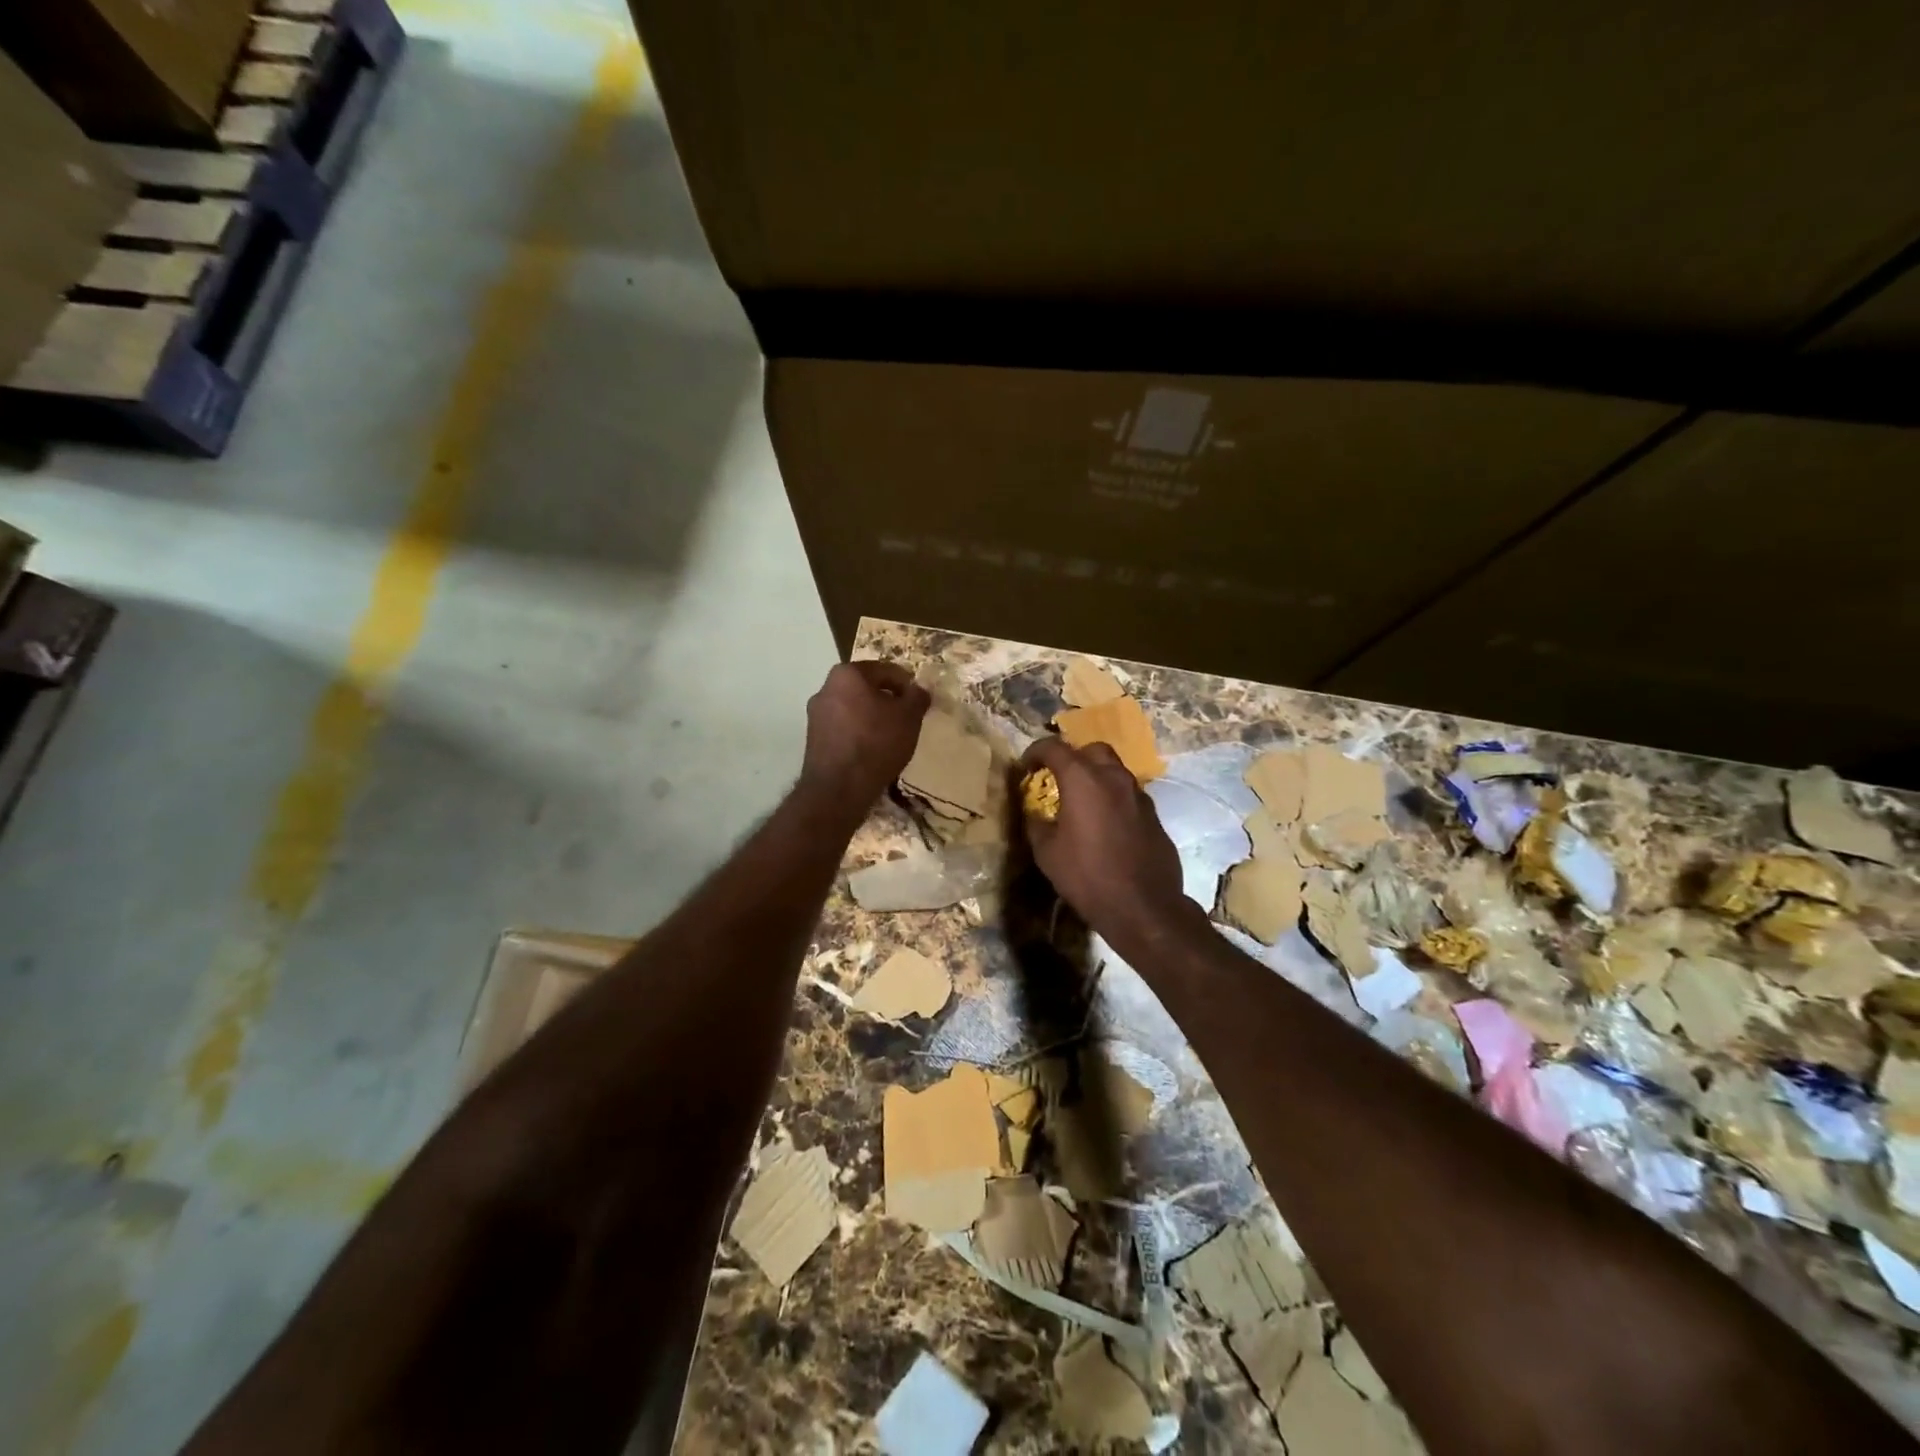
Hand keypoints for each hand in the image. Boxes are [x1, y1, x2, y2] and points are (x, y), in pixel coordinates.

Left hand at [799, 660, 930, 814]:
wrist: (839, 789)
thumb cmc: (877, 743)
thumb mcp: (909, 717)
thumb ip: (917, 697)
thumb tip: (918, 690)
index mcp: (847, 674)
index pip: (885, 669)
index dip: (907, 684)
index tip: (919, 702)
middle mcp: (825, 688)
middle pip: (866, 688)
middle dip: (887, 700)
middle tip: (907, 718)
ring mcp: (815, 715)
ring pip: (853, 708)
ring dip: (872, 717)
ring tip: (891, 737)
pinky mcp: (813, 739)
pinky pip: (843, 728)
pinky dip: (858, 733)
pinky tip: (872, 751)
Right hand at [1020, 737, 1190, 946]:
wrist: (1143, 907)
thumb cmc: (1087, 876)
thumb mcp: (1047, 853)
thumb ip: (1037, 824)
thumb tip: (1035, 813)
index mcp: (1083, 780)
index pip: (1054, 748)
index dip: (1035, 752)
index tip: (1025, 767)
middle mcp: (1114, 778)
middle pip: (1092, 750)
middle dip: (1073, 757)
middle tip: (1058, 778)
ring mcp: (1139, 795)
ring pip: (1115, 771)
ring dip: (1096, 777)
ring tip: (1081, 802)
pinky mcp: (1154, 816)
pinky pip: (1129, 795)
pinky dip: (1113, 799)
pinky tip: (1105, 825)